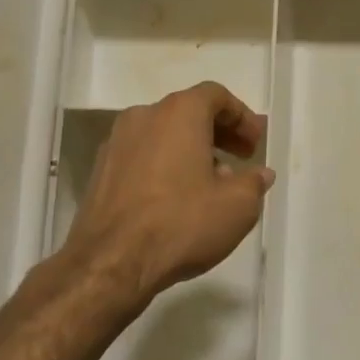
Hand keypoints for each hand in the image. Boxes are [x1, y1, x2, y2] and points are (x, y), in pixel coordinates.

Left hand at [62, 81, 274, 305]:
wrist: (109, 263)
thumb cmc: (181, 223)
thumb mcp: (237, 206)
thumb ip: (254, 183)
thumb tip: (259, 174)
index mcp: (179, 112)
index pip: (216, 96)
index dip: (242, 117)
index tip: (256, 144)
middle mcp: (144, 116)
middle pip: (188, 112)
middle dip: (219, 133)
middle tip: (241, 159)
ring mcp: (116, 142)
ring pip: (163, 134)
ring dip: (191, 150)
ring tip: (211, 184)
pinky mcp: (100, 170)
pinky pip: (142, 156)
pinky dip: (164, 165)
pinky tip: (177, 199)